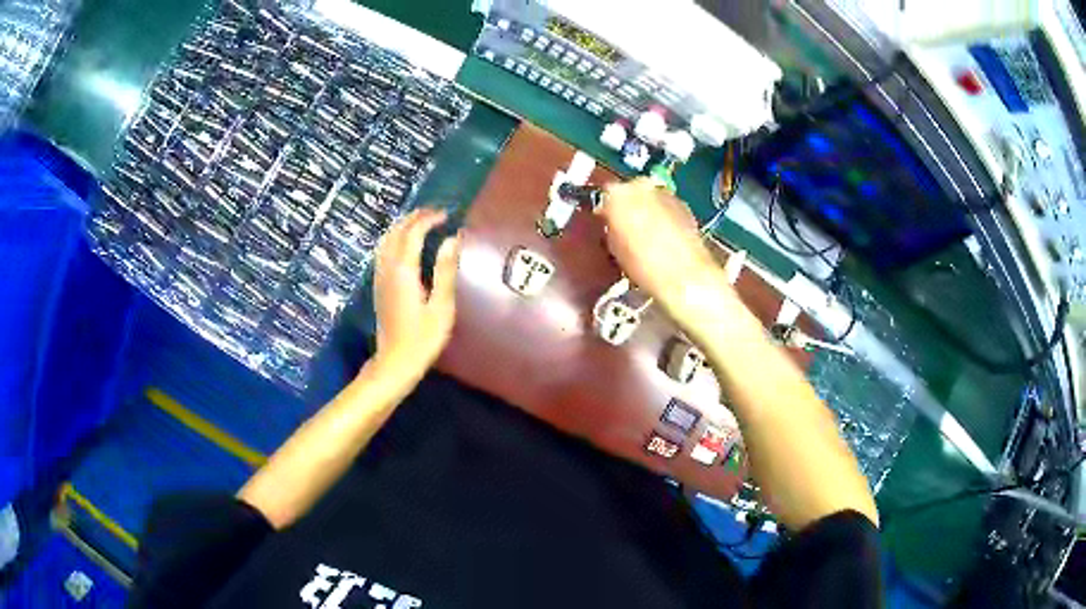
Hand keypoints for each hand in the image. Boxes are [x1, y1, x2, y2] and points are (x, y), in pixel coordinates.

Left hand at [371, 209, 461, 382]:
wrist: (395, 362)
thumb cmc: (422, 339)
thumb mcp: (441, 307)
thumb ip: (446, 270)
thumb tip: (453, 239)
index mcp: (404, 271)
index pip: (413, 233)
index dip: (428, 219)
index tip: (446, 215)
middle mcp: (388, 269)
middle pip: (396, 232)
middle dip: (414, 217)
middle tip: (434, 213)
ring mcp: (380, 277)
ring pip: (386, 240)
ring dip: (402, 226)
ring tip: (420, 222)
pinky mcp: (379, 286)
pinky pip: (382, 252)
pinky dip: (394, 239)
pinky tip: (403, 244)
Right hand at [596, 178, 735, 333]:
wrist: (685, 276)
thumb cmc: (642, 266)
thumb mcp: (614, 248)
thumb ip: (610, 227)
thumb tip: (611, 222)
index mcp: (618, 194)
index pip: (605, 194)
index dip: (605, 210)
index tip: (606, 224)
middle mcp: (642, 186)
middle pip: (629, 191)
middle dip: (628, 206)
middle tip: (625, 229)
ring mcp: (666, 193)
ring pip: (649, 197)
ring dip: (647, 210)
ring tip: (646, 235)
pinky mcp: (684, 205)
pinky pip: (666, 206)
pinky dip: (663, 216)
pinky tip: (664, 237)